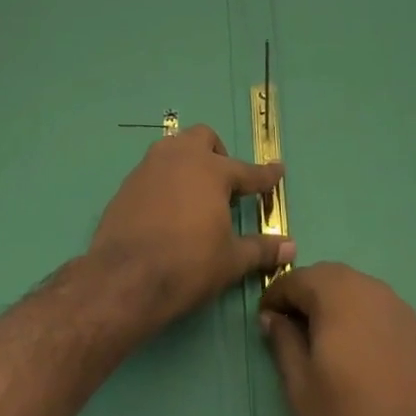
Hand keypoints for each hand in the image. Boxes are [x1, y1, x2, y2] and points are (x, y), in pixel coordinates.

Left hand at [88, 124, 292, 335]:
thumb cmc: (187, 265)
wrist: (125, 277)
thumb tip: (291, 246)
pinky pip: (153, 170)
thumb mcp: (230, 261)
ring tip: (195, 192)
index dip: (265, 174)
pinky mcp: (128, 183)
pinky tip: (167, 208)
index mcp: (212, 171)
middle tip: (225, 183)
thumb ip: (261, 248)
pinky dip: (166, 180)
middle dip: (218, 153)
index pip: (247, 171)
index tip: (277, 170)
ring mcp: (150, 166)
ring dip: (188, 161)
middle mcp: (181, 158)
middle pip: (203, 138)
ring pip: (174, 147)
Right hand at [259, 263, 415, 415]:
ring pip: (351, 290)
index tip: (265, 324)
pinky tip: (356, 354)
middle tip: (291, 333)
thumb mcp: (301, 388)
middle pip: (325, 277)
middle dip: (304, 298)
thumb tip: (273, 317)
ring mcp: (395, 305)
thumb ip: (283, 342)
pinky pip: (374, 307)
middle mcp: (366, 287)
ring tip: (323, 345)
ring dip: (331, 306)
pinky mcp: (414, 326)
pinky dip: (357, 318)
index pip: (294, 279)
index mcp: (335, 293)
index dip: (274, 298)